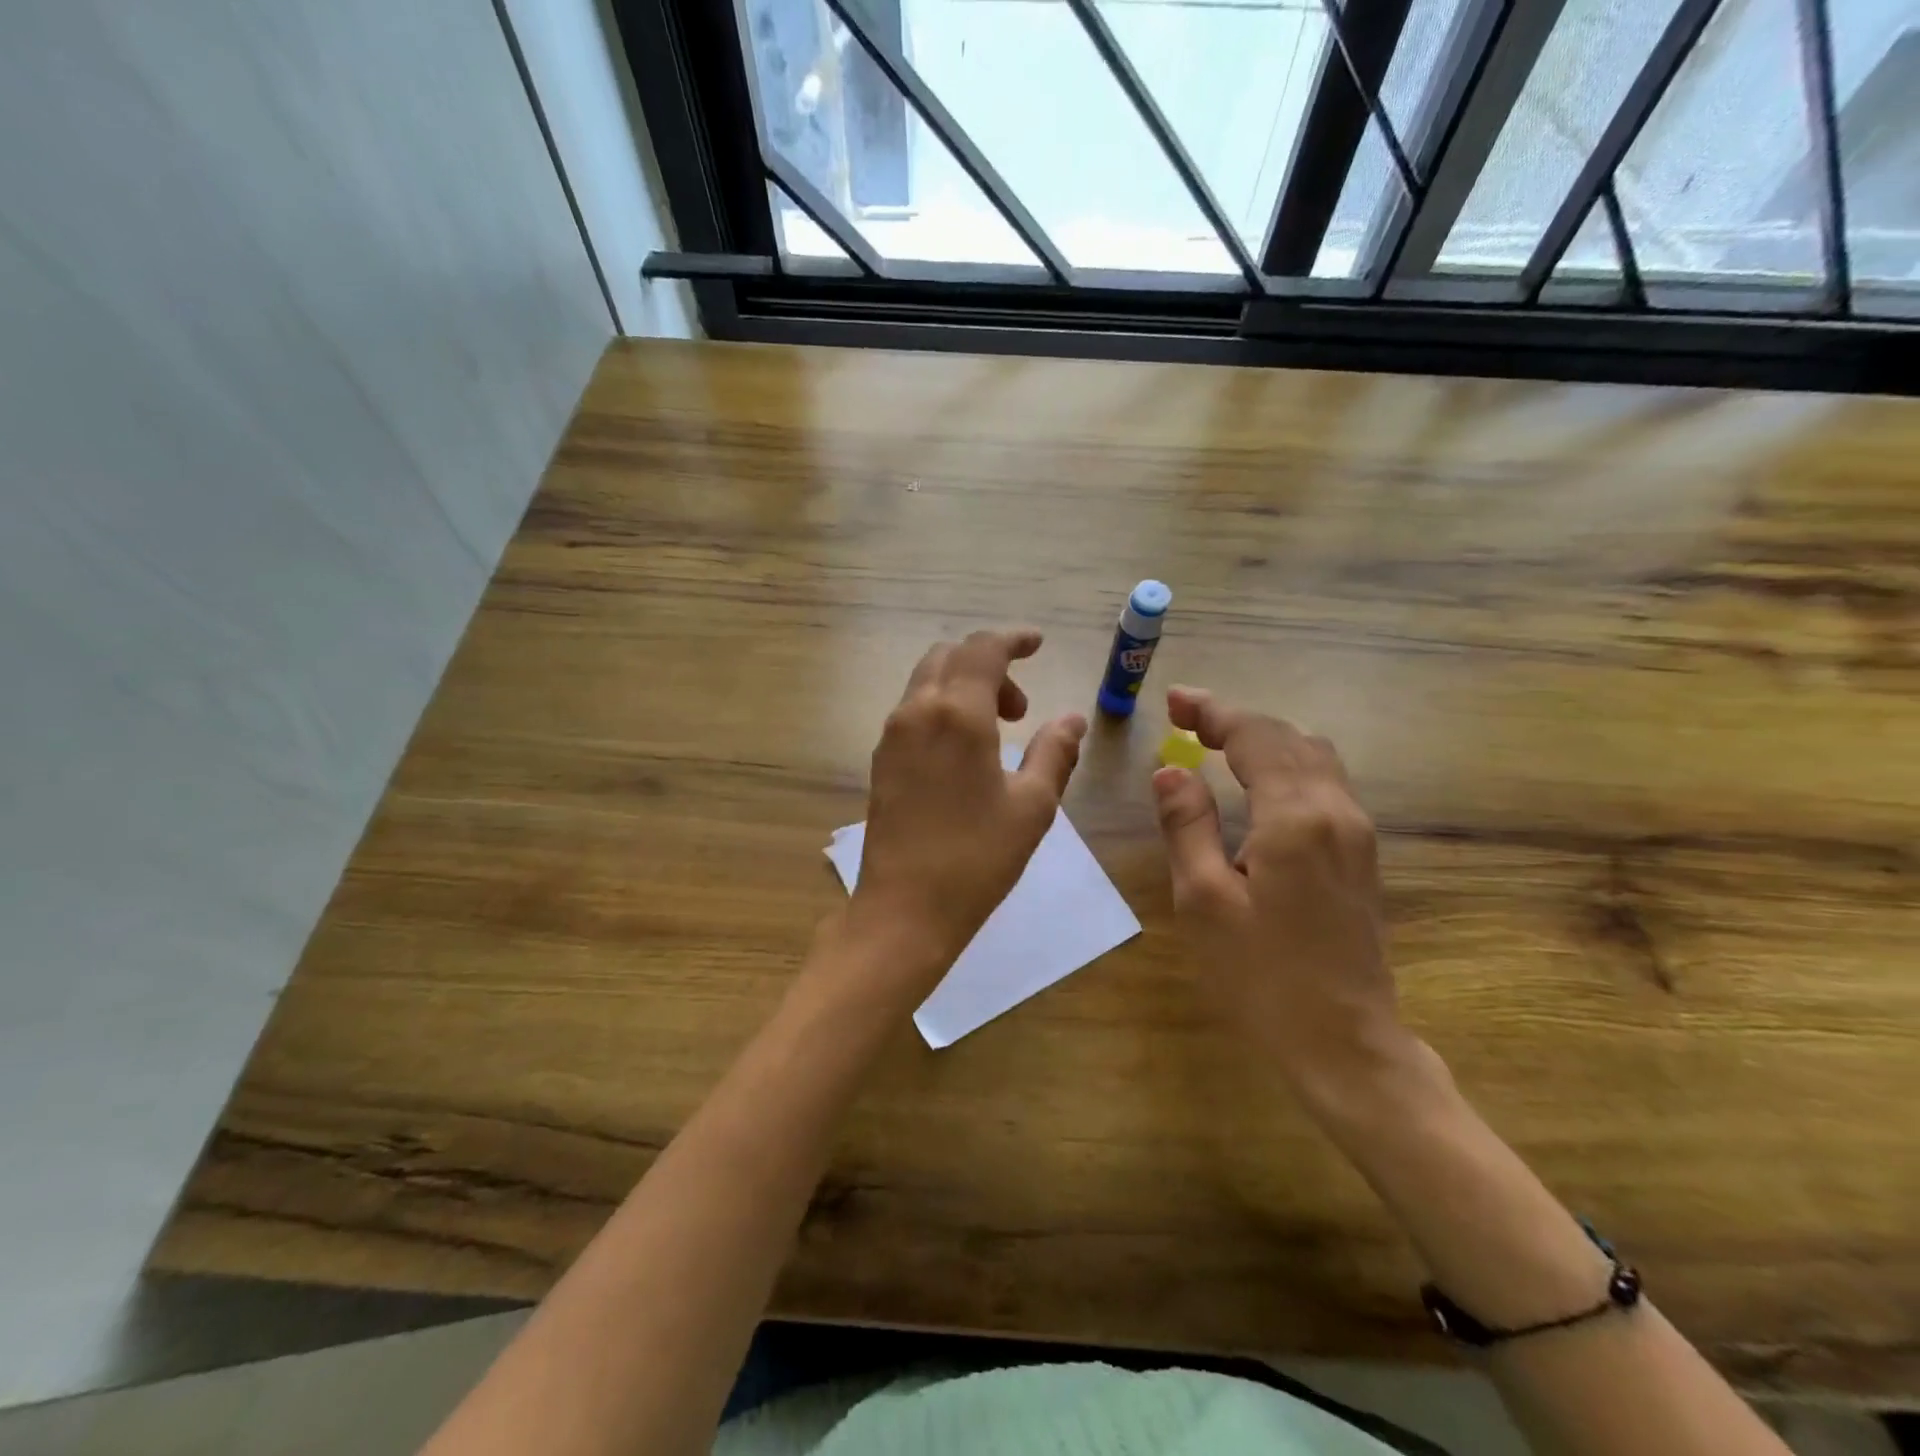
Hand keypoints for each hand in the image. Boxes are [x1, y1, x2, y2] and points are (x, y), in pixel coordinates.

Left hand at [848, 629, 1086, 990]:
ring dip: (964, 688)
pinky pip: (913, 711)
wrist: (904, 909)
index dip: (1013, 639)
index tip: (1037, 644)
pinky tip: (965, 753)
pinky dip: (943, 709)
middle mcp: (916, 711)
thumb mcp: (1032, 805)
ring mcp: (891, 736)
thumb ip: (1055, 752)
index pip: (983, 648)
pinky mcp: (880, 761)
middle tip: (1021, 710)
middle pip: (950, 657)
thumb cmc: (977, 858)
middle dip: (989, 666)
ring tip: (998, 734)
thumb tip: (1072, 719)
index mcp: (956, 713)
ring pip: (927, 682)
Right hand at [1151, 685, 1413, 1100]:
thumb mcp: (1203, 901)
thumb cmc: (1262, 977)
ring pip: (1314, 756)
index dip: (1213, 712)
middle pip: (1289, 738)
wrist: (1346, 1043)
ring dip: (1265, 739)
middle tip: (1186, 718)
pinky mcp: (1361, 856)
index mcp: (1295, 818)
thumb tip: (1171, 770)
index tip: (1174, 701)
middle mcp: (1337, 812)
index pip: (1255, 738)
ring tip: (1216, 743)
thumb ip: (1187, 826)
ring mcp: (1358, 834)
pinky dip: (1286, 764)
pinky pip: (1325, 784)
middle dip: (1236, 720)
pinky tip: (1257, 782)